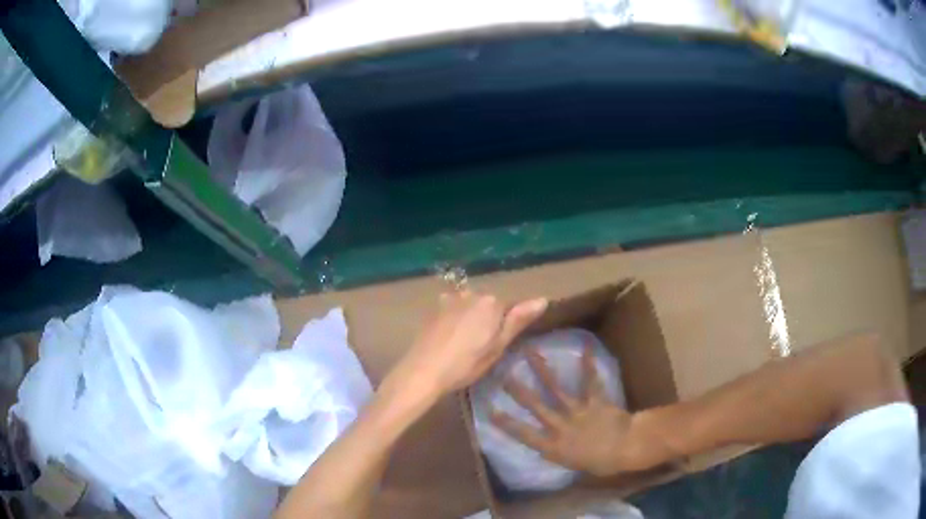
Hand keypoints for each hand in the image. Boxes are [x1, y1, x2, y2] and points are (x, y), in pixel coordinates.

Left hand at [394, 291, 547, 398]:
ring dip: (472, 320)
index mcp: (491, 302)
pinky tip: (451, 340)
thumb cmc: (466, 364)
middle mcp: (471, 293)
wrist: (424, 371)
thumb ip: (518, 320)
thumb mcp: (498, 346)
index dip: (507, 326)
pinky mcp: (435, 309)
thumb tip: (543, 299)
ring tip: (465, 345)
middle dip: (489, 320)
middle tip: (483, 348)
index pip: (510, 307)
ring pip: (470, 307)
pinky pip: (454, 310)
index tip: (500, 344)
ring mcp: (450, 299)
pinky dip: (456, 321)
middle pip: (489, 304)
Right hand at [490, 344, 666, 475]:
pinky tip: (585, 348)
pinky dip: (588, 365)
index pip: (524, 434)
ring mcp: (577, 411)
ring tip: (531, 352)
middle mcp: (560, 426)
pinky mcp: (594, 401)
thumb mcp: (573, 465)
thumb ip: (559, 452)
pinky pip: (589, 381)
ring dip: (542, 370)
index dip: (507, 423)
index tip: (491, 410)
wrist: (626, 450)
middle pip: (536, 406)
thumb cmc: (601, 463)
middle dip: (519, 391)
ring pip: (555, 389)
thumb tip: (548, 447)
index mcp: (554, 446)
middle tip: (503, 375)